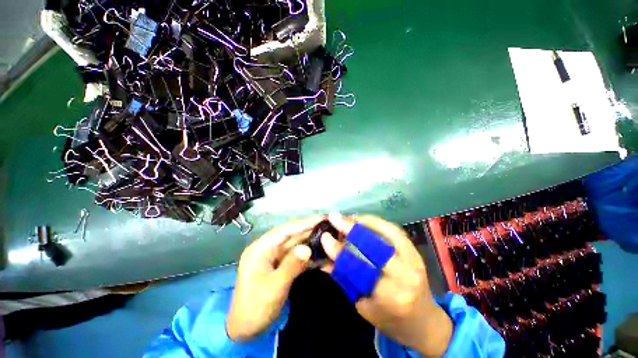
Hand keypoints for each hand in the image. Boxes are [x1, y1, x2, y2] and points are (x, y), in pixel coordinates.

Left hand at [226, 215, 322, 341]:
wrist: (246, 331)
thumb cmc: (255, 308)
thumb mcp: (274, 287)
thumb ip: (291, 266)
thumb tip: (307, 247)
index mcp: (261, 248)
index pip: (286, 230)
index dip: (305, 223)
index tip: (322, 217)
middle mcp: (269, 248)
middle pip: (293, 236)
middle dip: (311, 230)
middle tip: (331, 225)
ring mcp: (275, 257)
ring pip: (296, 245)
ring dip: (312, 241)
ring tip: (330, 236)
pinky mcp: (281, 266)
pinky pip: (297, 257)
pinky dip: (309, 255)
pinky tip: (322, 253)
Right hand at [321, 213, 452, 356]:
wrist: (424, 322)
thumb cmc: (391, 320)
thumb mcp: (363, 306)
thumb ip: (344, 280)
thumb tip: (323, 260)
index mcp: (389, 296)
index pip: (358, 267)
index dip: (339, 250)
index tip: (324, 237)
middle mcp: (404, 275)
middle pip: (373, 244)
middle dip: (350, 228)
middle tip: (334, 217)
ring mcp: (413, 259)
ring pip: (385, 231)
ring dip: (363, 221)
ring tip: (347, 217)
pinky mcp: (415, 250)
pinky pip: (393, 229)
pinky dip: (376, 221)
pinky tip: (363, 219)